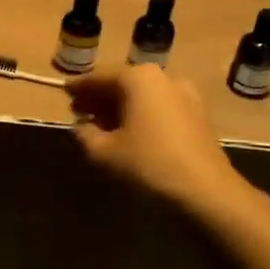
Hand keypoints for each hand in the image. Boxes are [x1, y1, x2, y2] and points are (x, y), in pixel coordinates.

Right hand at [67, 66, 243, 212]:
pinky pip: (159, 108)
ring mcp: (185, 94)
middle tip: (78, 110)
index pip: (99, 77)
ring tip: (101, 125)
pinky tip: (129, 134)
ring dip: (120, 108)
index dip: (79, 87)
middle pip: (123, 84)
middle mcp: (163, 77)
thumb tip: (81, 127)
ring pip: (142, 96)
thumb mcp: (103, 152)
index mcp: (138, 78)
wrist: (206, 191)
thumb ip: (85, 135)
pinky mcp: (197, 115)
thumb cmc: (148, 164)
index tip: (63, 92)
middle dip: (100, 97)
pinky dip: (140, 115)